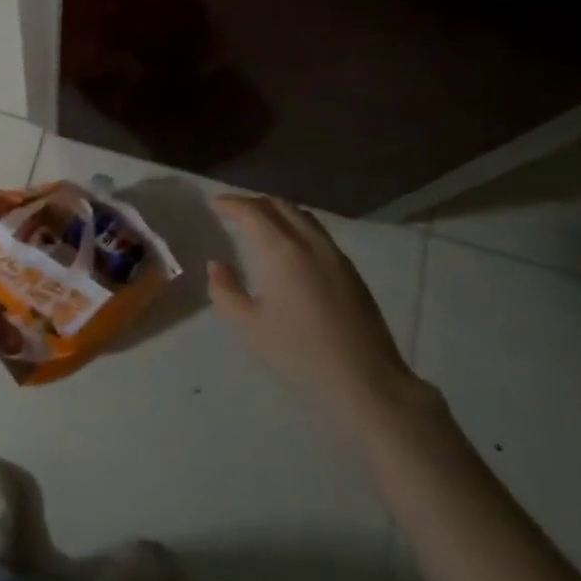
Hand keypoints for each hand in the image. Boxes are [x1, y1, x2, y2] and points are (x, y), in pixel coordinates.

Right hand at [208, 194, 420, 433]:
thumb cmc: (299, 352)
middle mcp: (309, 242)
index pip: (253, 212)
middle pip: (279, 205)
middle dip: (253, 203)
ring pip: (302, 215)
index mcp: (281, 251)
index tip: (216, 204)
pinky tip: (289, 246)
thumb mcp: (250, 326)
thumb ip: (225, 291)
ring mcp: (334, 253)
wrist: (364, 378)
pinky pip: (317, 231)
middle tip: (234, 211)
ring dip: (277, 211)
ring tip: (260, 223)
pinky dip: (296, 225)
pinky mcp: (350, 269)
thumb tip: (217, 265)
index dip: (232, 203)